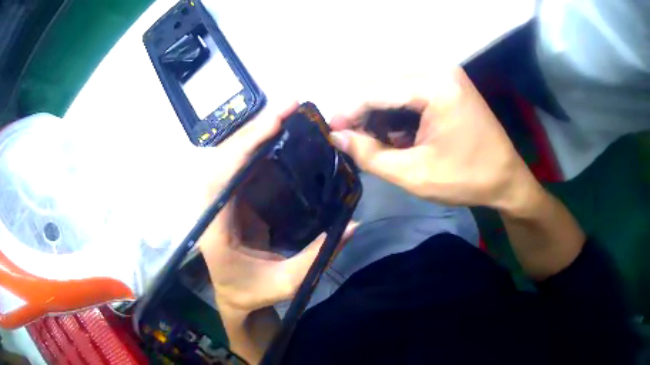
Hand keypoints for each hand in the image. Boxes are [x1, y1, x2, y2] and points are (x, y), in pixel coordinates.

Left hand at [198, 103, 355, 312]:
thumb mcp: (286, 283)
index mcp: (215, 226)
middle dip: (256, 128)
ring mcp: (220, 199)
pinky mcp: (232, 198)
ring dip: (257, 133)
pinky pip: (242, 167)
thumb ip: (317, 257)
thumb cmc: (252, 292)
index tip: (275, 120)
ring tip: (288, 115)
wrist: (233, 296)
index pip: (224, 175)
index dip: (247, 144)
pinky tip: (281, 136)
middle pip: (226, 156)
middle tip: (290, 106)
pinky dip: (259, 148)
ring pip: (232, 156)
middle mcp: (211, 205)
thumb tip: (354, 224)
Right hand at [330, 67, 542, 212]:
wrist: (507, 180)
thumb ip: (371, 155)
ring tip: (375, 142)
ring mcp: (445, 75)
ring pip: (394, 87)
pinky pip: (410, 92)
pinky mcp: (447, 84)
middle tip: (350, 139)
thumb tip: (337, 137)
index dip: (348, 110)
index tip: (329, 131)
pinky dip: (397, 112)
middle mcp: (439, 70)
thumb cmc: (467, 179)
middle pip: (384, 84)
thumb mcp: (415, 174)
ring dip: (379, 113)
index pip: (376, 90)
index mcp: (435, 86)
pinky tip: (396, 135)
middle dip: (363, 112)